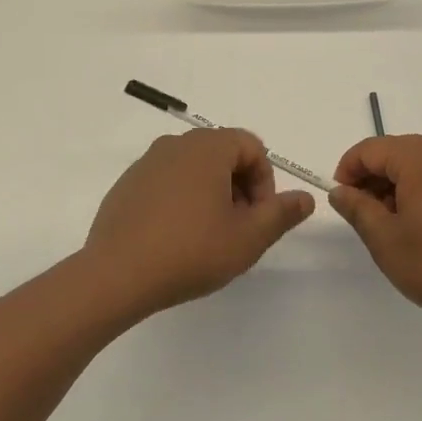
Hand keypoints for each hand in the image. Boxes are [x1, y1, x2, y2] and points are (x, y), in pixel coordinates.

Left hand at [83, 129, 315, 314]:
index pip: (251, 146)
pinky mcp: (127, 185)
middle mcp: (175, 145)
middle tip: (239, 228)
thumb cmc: (190, 251)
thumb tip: (305, 198)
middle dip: (239, 187)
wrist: (116, 275)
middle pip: (222, 153)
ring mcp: (146, 164)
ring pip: (194, 168)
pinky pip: (166, 182)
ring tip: (209, 236)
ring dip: (211, 194)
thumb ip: (280, 214)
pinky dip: (181, 201)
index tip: (259, 217)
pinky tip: (176, 238)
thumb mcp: (248, 238)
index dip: (264, 180)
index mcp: (207, 148)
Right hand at [329, 135, 421, 324]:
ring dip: (397, 187)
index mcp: (420, 157)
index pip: (370, 149)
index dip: (347, 171)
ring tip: (393, 226)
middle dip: (373, 179)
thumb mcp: (385, 239)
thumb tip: (341, 191)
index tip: (341, 200)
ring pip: (420, 165)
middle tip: (364, 216)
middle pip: (396, 153)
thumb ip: (357, 208)